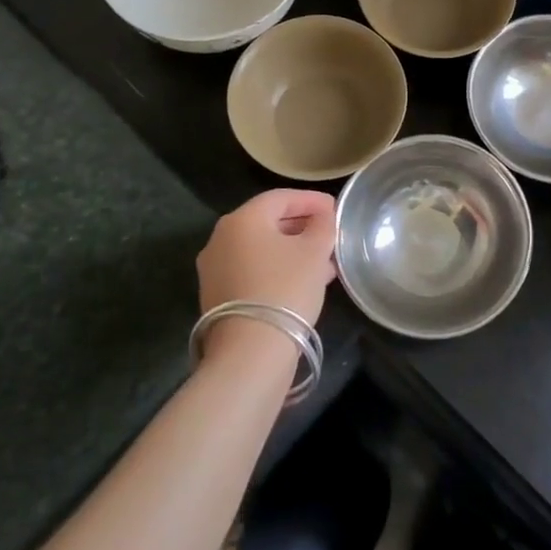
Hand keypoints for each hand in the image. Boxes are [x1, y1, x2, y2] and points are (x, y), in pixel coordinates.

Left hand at [196, 189, 337, 330]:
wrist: (250, 352)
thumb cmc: (285, 288)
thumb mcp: (315, 251)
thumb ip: (323, 225)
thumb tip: (323, 215)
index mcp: (242, 219)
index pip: (281, 197)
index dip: (312, 200)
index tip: (336, 209)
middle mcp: (221, 238)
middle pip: (268, 222)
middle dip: (302, 226)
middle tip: (330, 235)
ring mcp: (214, 269)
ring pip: (261, 248)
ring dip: (292, 250)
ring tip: (324, 262)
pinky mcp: (216, 296)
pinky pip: (252, 270)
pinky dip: (276, 269)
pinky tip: (303, 282)